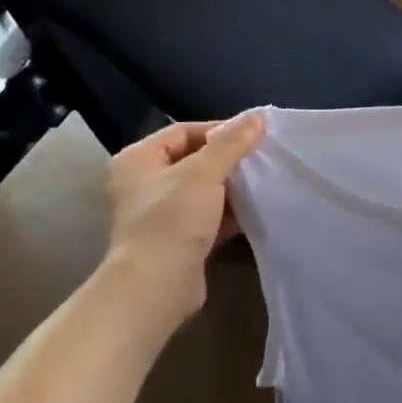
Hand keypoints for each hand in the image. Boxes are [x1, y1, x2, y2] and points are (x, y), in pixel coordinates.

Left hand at [104, 114, 264, 318]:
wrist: (157, 285)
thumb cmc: (173, 220)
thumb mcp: (204, 173)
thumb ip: (231, 143)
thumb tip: (257, 117)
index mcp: (138, 159)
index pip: (183, 131)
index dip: (219, 130)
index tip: (253, 136)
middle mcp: (144, 183)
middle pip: (193, 159)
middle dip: (228, 160)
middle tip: (261, 158)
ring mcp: (160, 213)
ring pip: (203, 190)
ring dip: (231, 187)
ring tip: (262, 182)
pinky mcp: (177, 238)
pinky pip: (207, 216)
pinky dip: (228, 212)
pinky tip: (254, 210)